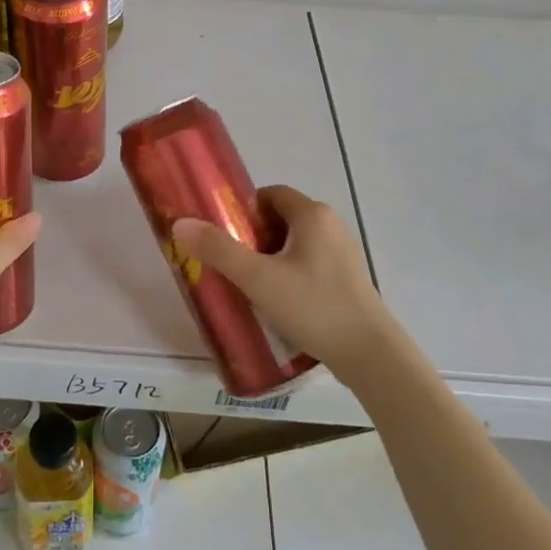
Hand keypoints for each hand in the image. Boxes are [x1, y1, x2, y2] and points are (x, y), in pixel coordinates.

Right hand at [172, 186, 398, 384]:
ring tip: (250, 285)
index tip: (225, 235)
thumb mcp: (258, 278)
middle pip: (281, 219)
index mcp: (312, 214)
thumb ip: (218, 250)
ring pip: (295, 244)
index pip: (270, 195)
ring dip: (270, 258)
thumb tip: (180, 223)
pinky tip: (278, 302)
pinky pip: (309, 264)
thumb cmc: (313, 306)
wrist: (369, 355)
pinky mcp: (347, 280)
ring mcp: (342, 253)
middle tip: (232, 263)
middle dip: (253, 237)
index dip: (244, 211)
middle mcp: (331, 225)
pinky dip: (289, 274)